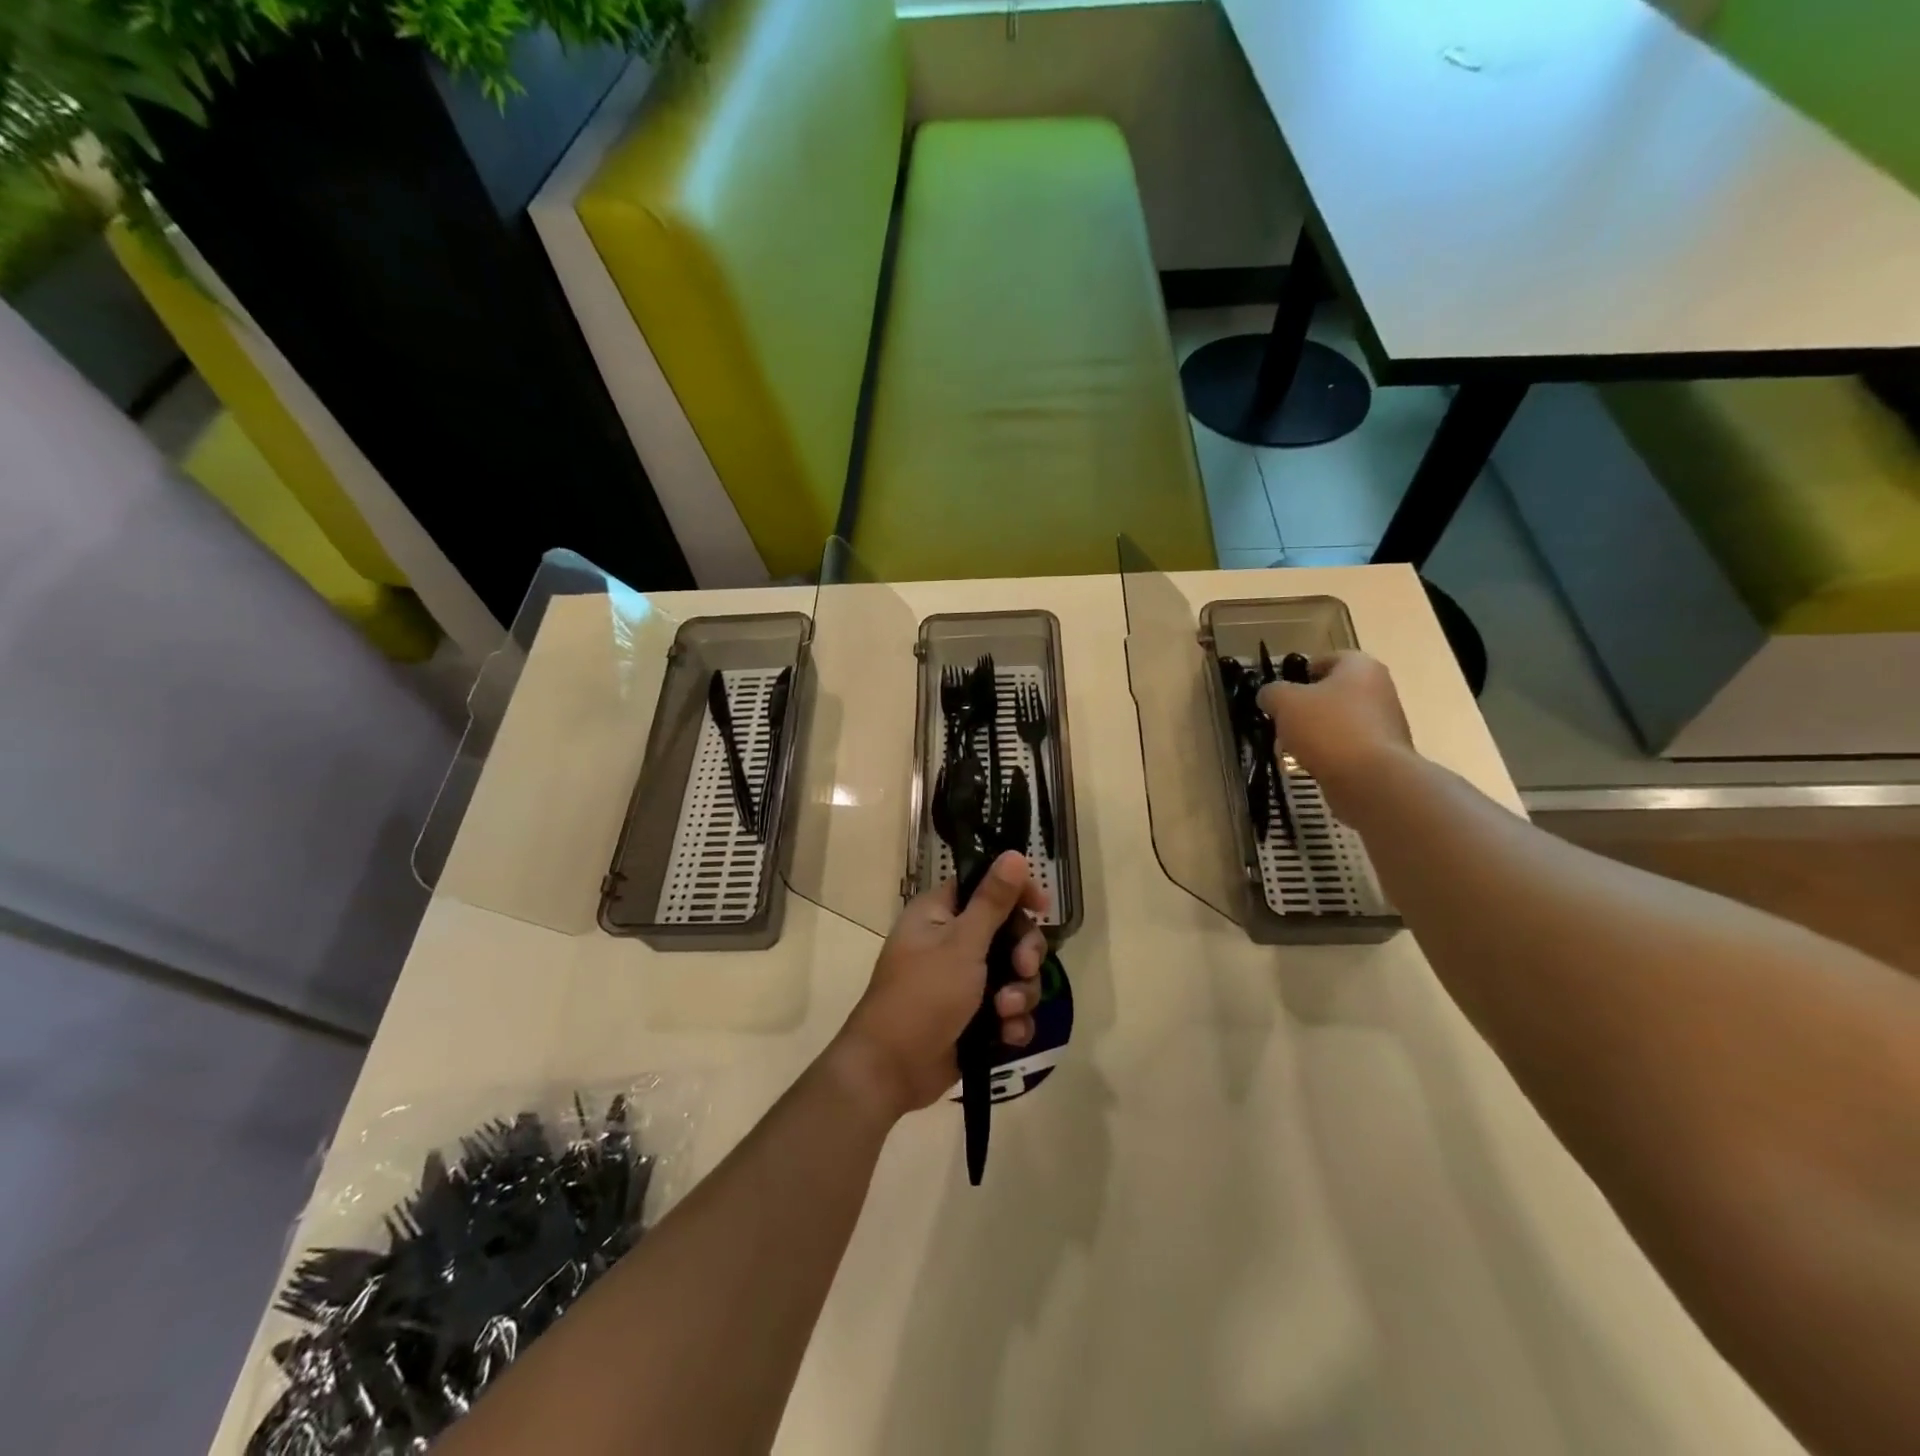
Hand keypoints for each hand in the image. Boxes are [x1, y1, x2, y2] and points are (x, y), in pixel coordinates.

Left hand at [833, 851, 1049, 1117]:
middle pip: (1009, 932)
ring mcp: (964, 981)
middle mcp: (952, 941)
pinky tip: (1006, 1036)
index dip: (1016, 892)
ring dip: (1019, 994)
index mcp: (939, 913)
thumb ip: (992, 901)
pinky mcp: (974, 1017)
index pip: (986, 886)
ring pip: (1014, 974)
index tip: (1041, 904)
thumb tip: (1013, 854)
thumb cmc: (923, 995)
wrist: (892, 1069)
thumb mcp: (962, 944)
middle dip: (1023, 954)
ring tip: (1004, 1012)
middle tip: (1024, 968)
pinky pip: (1009, 1010)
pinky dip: (1012, 1022)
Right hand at [1257, 651, 1414, 825]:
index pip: (1329, 658)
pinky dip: (1330, 752)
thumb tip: (1270, 695)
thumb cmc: (1327, 728)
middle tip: (1283, 718)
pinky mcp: (1384, 754)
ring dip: (1318, 730)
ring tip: (1292, 745)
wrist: (1370, 779)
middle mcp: (1380, 689)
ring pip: (1341, 720)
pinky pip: (1349, 746)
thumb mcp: (1285, 702)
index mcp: (1360, 667)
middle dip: (1308, 704)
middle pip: (1336, 691)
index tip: (1283, 688)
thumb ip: (1272, 693)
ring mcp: (1386, 723)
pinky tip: (1311, 764)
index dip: (1302, 670)